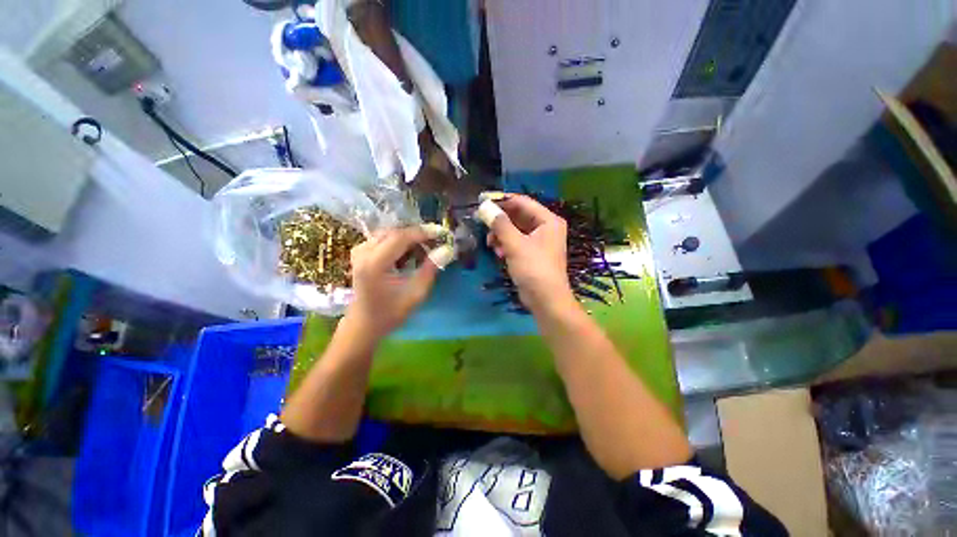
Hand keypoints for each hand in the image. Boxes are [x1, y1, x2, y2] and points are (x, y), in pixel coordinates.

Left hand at [346, 227, 437, 340]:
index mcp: (374, 264)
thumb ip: (431, 268)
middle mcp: (363, 252)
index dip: (422, 232)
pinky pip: (383, 239)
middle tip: (435, 242)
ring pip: (389, 233)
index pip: (400, 237)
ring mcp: (359, 251)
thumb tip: (446, 248)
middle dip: (417, 235)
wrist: (365, 323)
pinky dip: (399, 243)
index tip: (442, 232)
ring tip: (423, 252)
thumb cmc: (391, 312)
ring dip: (408, 239)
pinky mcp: (360, 253)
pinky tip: (408, 255)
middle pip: (394, 232)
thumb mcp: (416, 293)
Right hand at [486, 195, 574, 312]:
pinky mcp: (532, 253)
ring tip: (490, 242)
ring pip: (515, 230)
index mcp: (548, 220)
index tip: (481, 200)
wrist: (546, 300)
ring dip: (501, 234)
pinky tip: (498, 252)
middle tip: (481, 221)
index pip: (522, 202)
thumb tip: (484, 206)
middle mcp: (545, 227)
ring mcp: (539, 241)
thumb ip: (500, 224)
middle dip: (500, 220)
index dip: (502, 200)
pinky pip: (516, 242)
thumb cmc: (534, 269)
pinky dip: (506, 245)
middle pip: (518, 216)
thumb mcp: (515, 245)